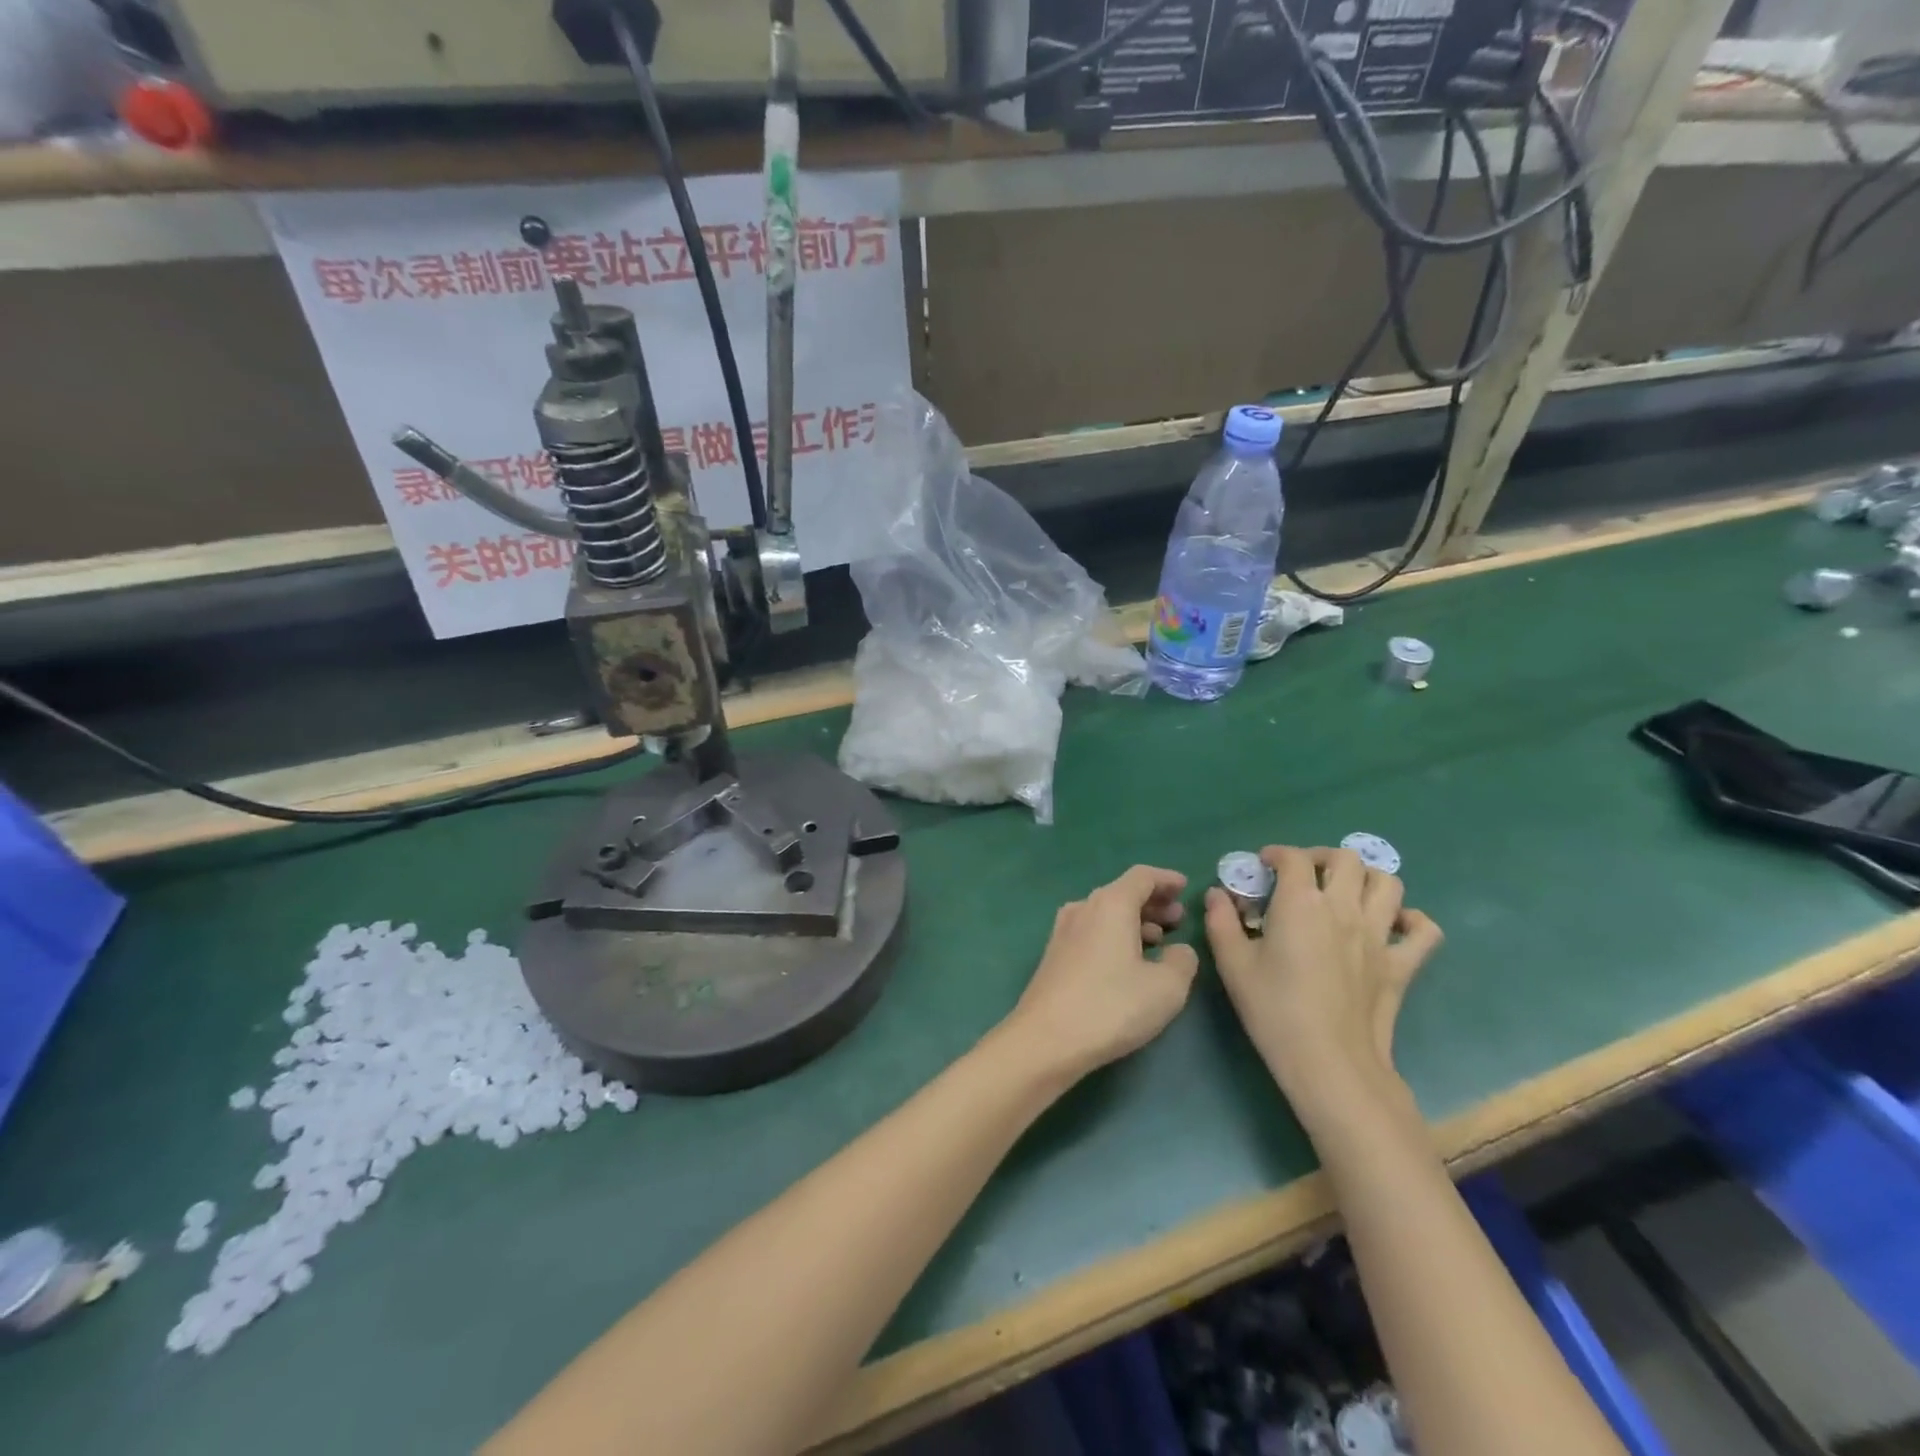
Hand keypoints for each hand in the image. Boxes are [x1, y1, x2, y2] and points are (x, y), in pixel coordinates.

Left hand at [1000, 866, 1199, 1081]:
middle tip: (1178, 918)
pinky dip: (1115, 935)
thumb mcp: (1166, 988)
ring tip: (1159, 940)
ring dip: (1135, 921)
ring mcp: (1064, 930)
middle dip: (1153, 902)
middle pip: (1122, 893)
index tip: (1185, 887)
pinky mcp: (1054, 954)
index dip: (1166, 879)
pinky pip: (1092, 930)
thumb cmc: (1111, 1006)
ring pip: (1106, 913)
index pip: (1142, 876)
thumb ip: (1183, 960)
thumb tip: (1179, 950)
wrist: (1046, 1038)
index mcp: (1111, 904)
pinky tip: (1128, 961)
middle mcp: (1084, 907)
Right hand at [1204, 846, 1442, 1122]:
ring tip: (1346, 891)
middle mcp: (1344, 907)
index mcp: (1300, 903)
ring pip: (1388, 883)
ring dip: (1367, 878)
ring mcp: (1379, 935)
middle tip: (1304, 874)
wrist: (1330, 1063)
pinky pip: (1424, 930)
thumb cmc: (1274, 1010)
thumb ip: (1221, 922)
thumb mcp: (1233, 965)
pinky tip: (1392, 925)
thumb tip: (1217, 894)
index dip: (1276, 854)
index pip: (1293, 858)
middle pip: (1346, 858)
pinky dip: (1411, 920)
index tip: (1263, 865)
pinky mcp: (1402, 965)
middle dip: (1322, 857)